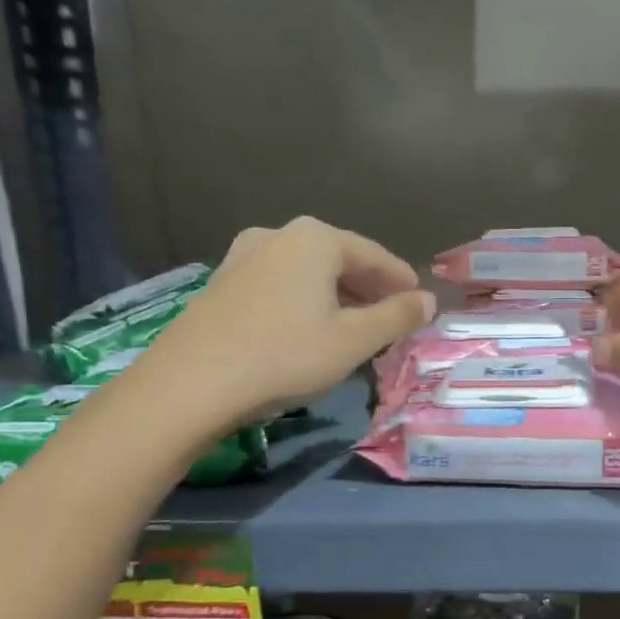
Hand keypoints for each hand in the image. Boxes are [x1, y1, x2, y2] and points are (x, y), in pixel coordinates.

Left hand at [128, 217, 434, 443]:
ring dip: (337, 296)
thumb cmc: (285, 354)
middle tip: (393, 316)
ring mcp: (243, 257)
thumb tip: (428, 300)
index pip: (374, 255)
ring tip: (356, 326)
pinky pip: (281, 286)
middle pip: (339, 260)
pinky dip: (306, 302)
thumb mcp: (354, 340)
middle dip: (369, 288)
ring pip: (308, 274)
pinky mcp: (223, 284)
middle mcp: (278, 235)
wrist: (191, 383)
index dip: (401, 280)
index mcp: (315, 239)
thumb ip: (397, 316)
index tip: (420, 301)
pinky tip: (311, 330)